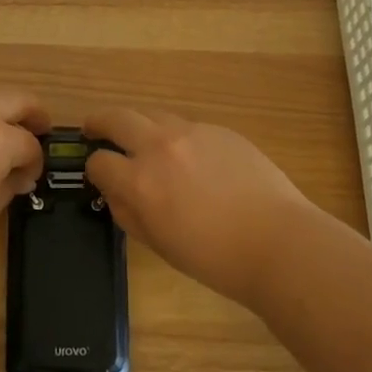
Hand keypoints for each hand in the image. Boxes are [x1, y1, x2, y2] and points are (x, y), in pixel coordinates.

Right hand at [85, 107, 318, 306]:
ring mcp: (191, 132)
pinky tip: (190, 157)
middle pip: (117, 118)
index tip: (98, 174)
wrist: (277, 241)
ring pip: (152, 114)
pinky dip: (175, 135)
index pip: (99, 162)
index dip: (94, 169)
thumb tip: (116, 193)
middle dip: (99, 122)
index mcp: (140, 181)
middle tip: (94, 128)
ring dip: (138, 124)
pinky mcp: (218, 129)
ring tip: (140, 138)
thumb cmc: (214, 257)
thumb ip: (128, 213)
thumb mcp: (159, 244)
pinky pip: (186, 126)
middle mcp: (160, 146)